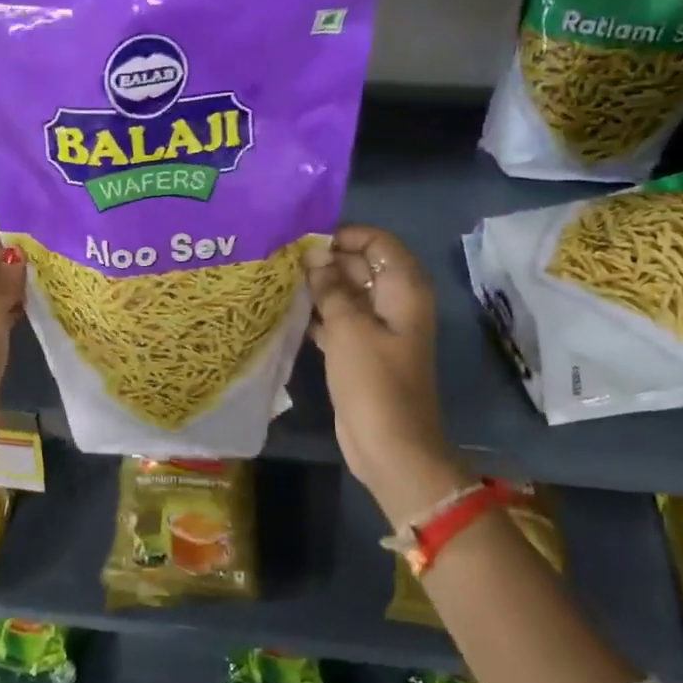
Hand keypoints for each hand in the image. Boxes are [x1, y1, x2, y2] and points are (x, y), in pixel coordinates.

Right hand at [307, 225, 453, 501]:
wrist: (390, 447)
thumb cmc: (374, 382)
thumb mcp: (349, 328)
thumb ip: (331, 287)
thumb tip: (315, 256)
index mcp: (404, 290)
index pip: (378, 242)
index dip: (345, 235)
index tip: (306, 240)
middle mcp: (394, 303)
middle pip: (361, 265)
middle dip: (325, 260)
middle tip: (282, 258)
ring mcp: (378, 329)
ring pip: (347, 293)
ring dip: (319, 287)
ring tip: (279, 279)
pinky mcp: (361, 351)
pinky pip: (339, 320)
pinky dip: (318, 314)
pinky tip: (286, 310)